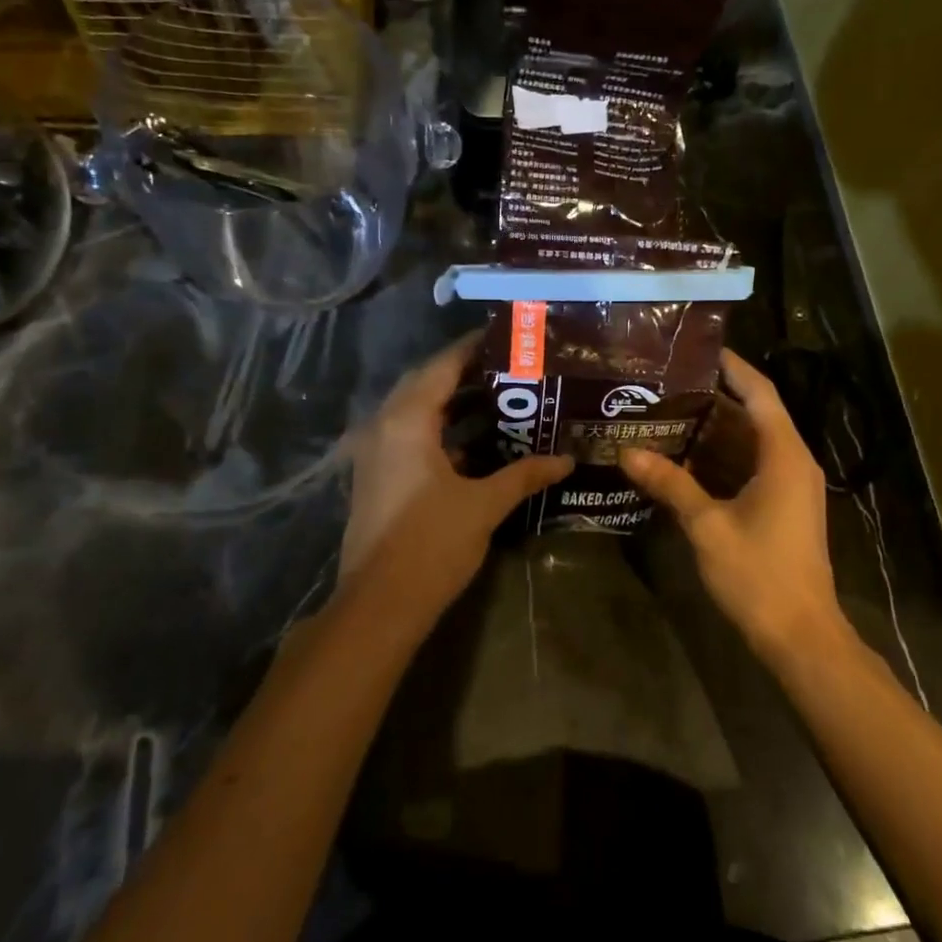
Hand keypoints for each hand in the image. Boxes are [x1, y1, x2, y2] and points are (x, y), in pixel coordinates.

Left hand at [338, 336, 571, 627]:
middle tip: (508, 366)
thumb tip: (566, 460)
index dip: (472, 348)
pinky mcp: (376, 476)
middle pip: (425, 384)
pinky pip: (408, 435)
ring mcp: (374, 452)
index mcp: (407, 421)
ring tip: (498, 397)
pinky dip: (439, 430)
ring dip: (451, 402)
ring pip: (415, 411)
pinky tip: (473, 441)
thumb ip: (524, 475)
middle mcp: (384, 427)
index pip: (442, 367)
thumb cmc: (431, 545)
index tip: (505, 337)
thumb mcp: (484, 506)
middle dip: (464, 373)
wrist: (378, 605)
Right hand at [621, 349, 846, 661]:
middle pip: (750, 417)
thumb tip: (627, 452)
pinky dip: (717, 462)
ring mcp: (788, 487)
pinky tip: (679, 461)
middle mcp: (792, 462)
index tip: (697, 348)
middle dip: (709, 401)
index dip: (731, 367)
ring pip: (747, 445)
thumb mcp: (707, 525)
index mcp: (784, 455)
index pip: (759, 393)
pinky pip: (748, 470)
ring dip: (709, 434)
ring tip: (662, 416)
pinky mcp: (781, 508)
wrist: (800, 635)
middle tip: (663, 386)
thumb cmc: (759, 574)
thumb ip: (670, 484)